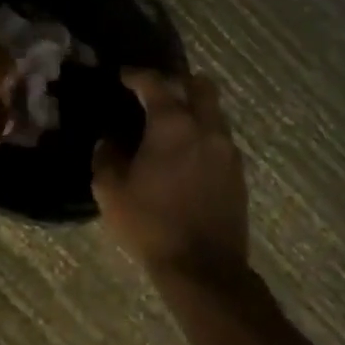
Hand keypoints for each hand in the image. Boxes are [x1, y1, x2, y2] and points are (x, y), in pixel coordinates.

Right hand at [93, 71, 248, 280]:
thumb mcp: (110, 191)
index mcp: (172, 124)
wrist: (203, 269)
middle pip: (200, 85)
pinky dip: (204, 134)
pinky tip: (187, 154)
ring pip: (214, 111)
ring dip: (194, 109)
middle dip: (178, 82)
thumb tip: (109, 141)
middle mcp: (205, 127)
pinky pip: (221, 138)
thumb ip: (106, 157)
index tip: (124, 76)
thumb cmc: (151, 223)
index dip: (136, 75)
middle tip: (158, 92)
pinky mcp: (238, 173)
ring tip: (172, 125)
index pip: (155, 83)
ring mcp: (227, 150)